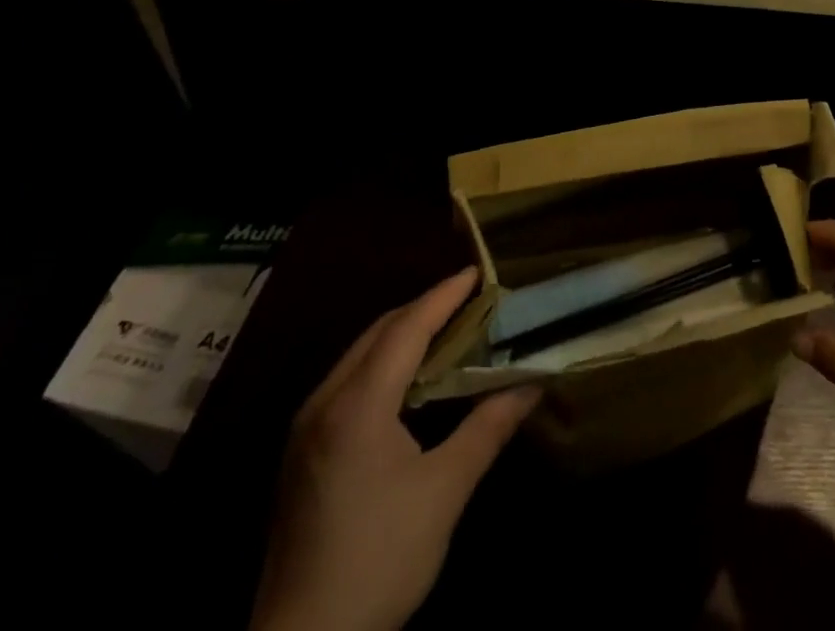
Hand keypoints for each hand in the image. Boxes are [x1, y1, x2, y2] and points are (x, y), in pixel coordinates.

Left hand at [250, 268, 540, 630]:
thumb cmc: (379, 561)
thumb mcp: (444, 492)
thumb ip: (488, 428)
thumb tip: (532, 385)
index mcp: (358, 405)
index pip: (407, 328)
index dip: (444, 296)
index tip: (478, 272)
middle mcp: (325, 402)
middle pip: (379, 333)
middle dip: (424, 308)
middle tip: (469, 299)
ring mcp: (306, 429)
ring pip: (359, 355)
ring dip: (402, 334)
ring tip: (447, 329)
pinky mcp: (301, 453)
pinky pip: (348, 381)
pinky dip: (383, 362)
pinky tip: (409, 380)